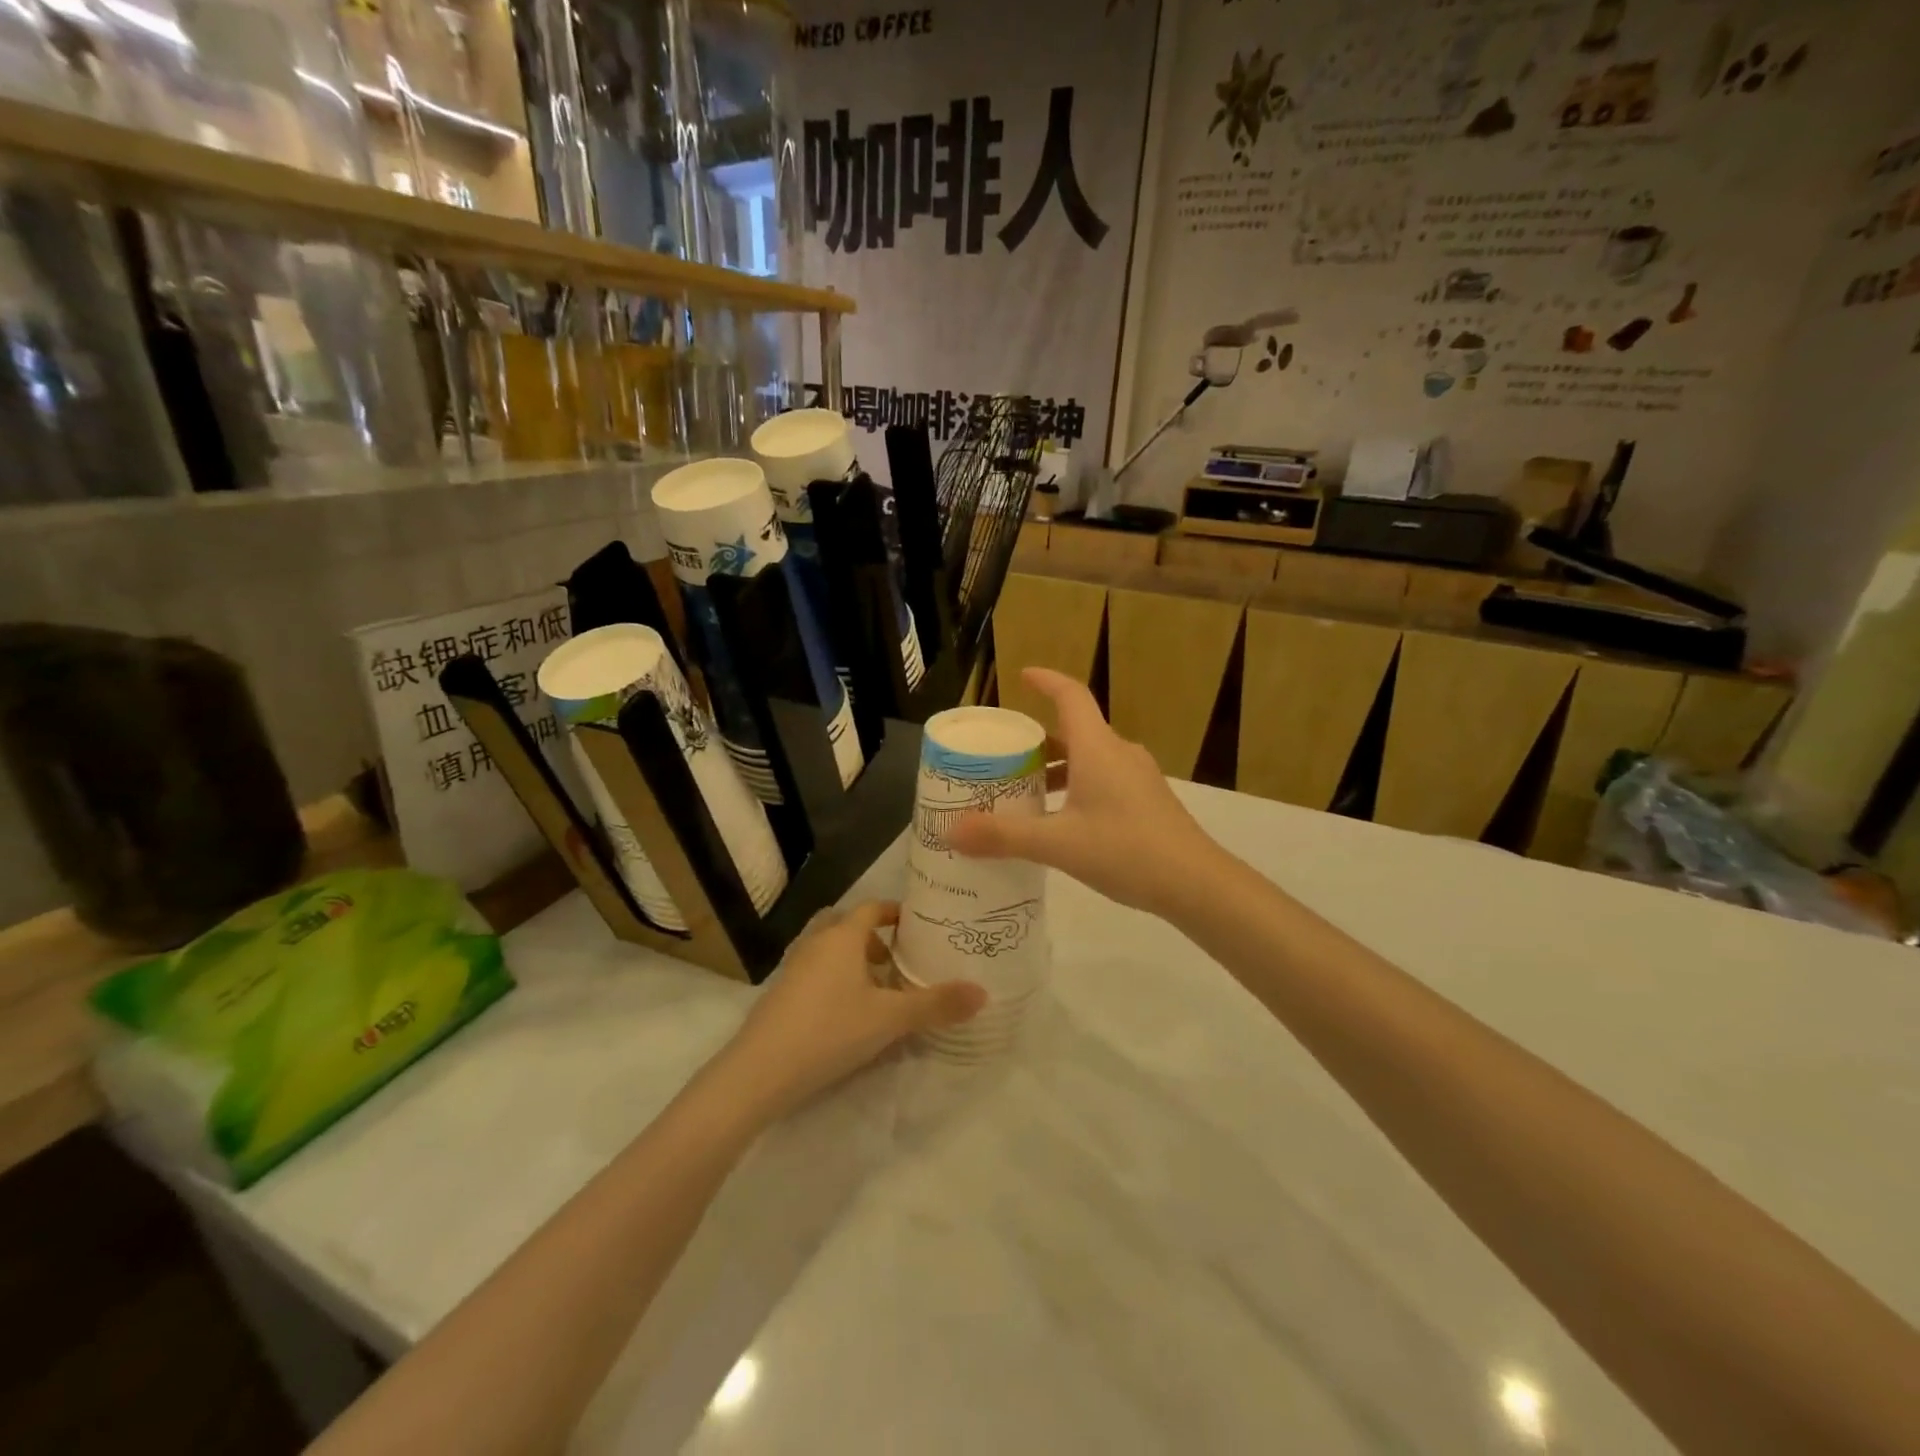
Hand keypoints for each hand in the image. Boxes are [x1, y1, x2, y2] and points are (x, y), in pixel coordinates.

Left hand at [714, 902, 984, 1120]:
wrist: (759, 1071)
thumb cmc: (829, 1031)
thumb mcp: (889, 1019)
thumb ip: (936, 1005)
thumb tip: (983, 993)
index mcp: (842, 936)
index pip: (872, 907)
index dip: (895, 912)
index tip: (918, 924)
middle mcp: (815, 943)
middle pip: (845, 923)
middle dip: (872, 935)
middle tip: (896, 957)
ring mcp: (793, 968)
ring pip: (827, 949)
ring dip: (851, 958)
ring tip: (876, 987)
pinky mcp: (780, 994)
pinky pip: (814, 971)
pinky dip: (833, 979)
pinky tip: (847, 1012)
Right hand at [949, 668, 1219, 915]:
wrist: (1197, 883)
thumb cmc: (1126, 850)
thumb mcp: (1058, 844)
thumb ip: (1005, 836)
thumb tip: (952, 831)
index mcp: (1097, 748)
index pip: (1070, 696)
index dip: (1046, 680)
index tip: (1022, 676)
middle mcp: (1119, 753)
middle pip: (1074, 731)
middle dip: (1038, 740)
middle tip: (1004, 756)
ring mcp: (1138, 777)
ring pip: (1089, 758)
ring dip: (1057, 768)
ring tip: (1026, 793)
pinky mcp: (1147, 800)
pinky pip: (1104, 779)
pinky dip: (1077, 787)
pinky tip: (1062, 822)